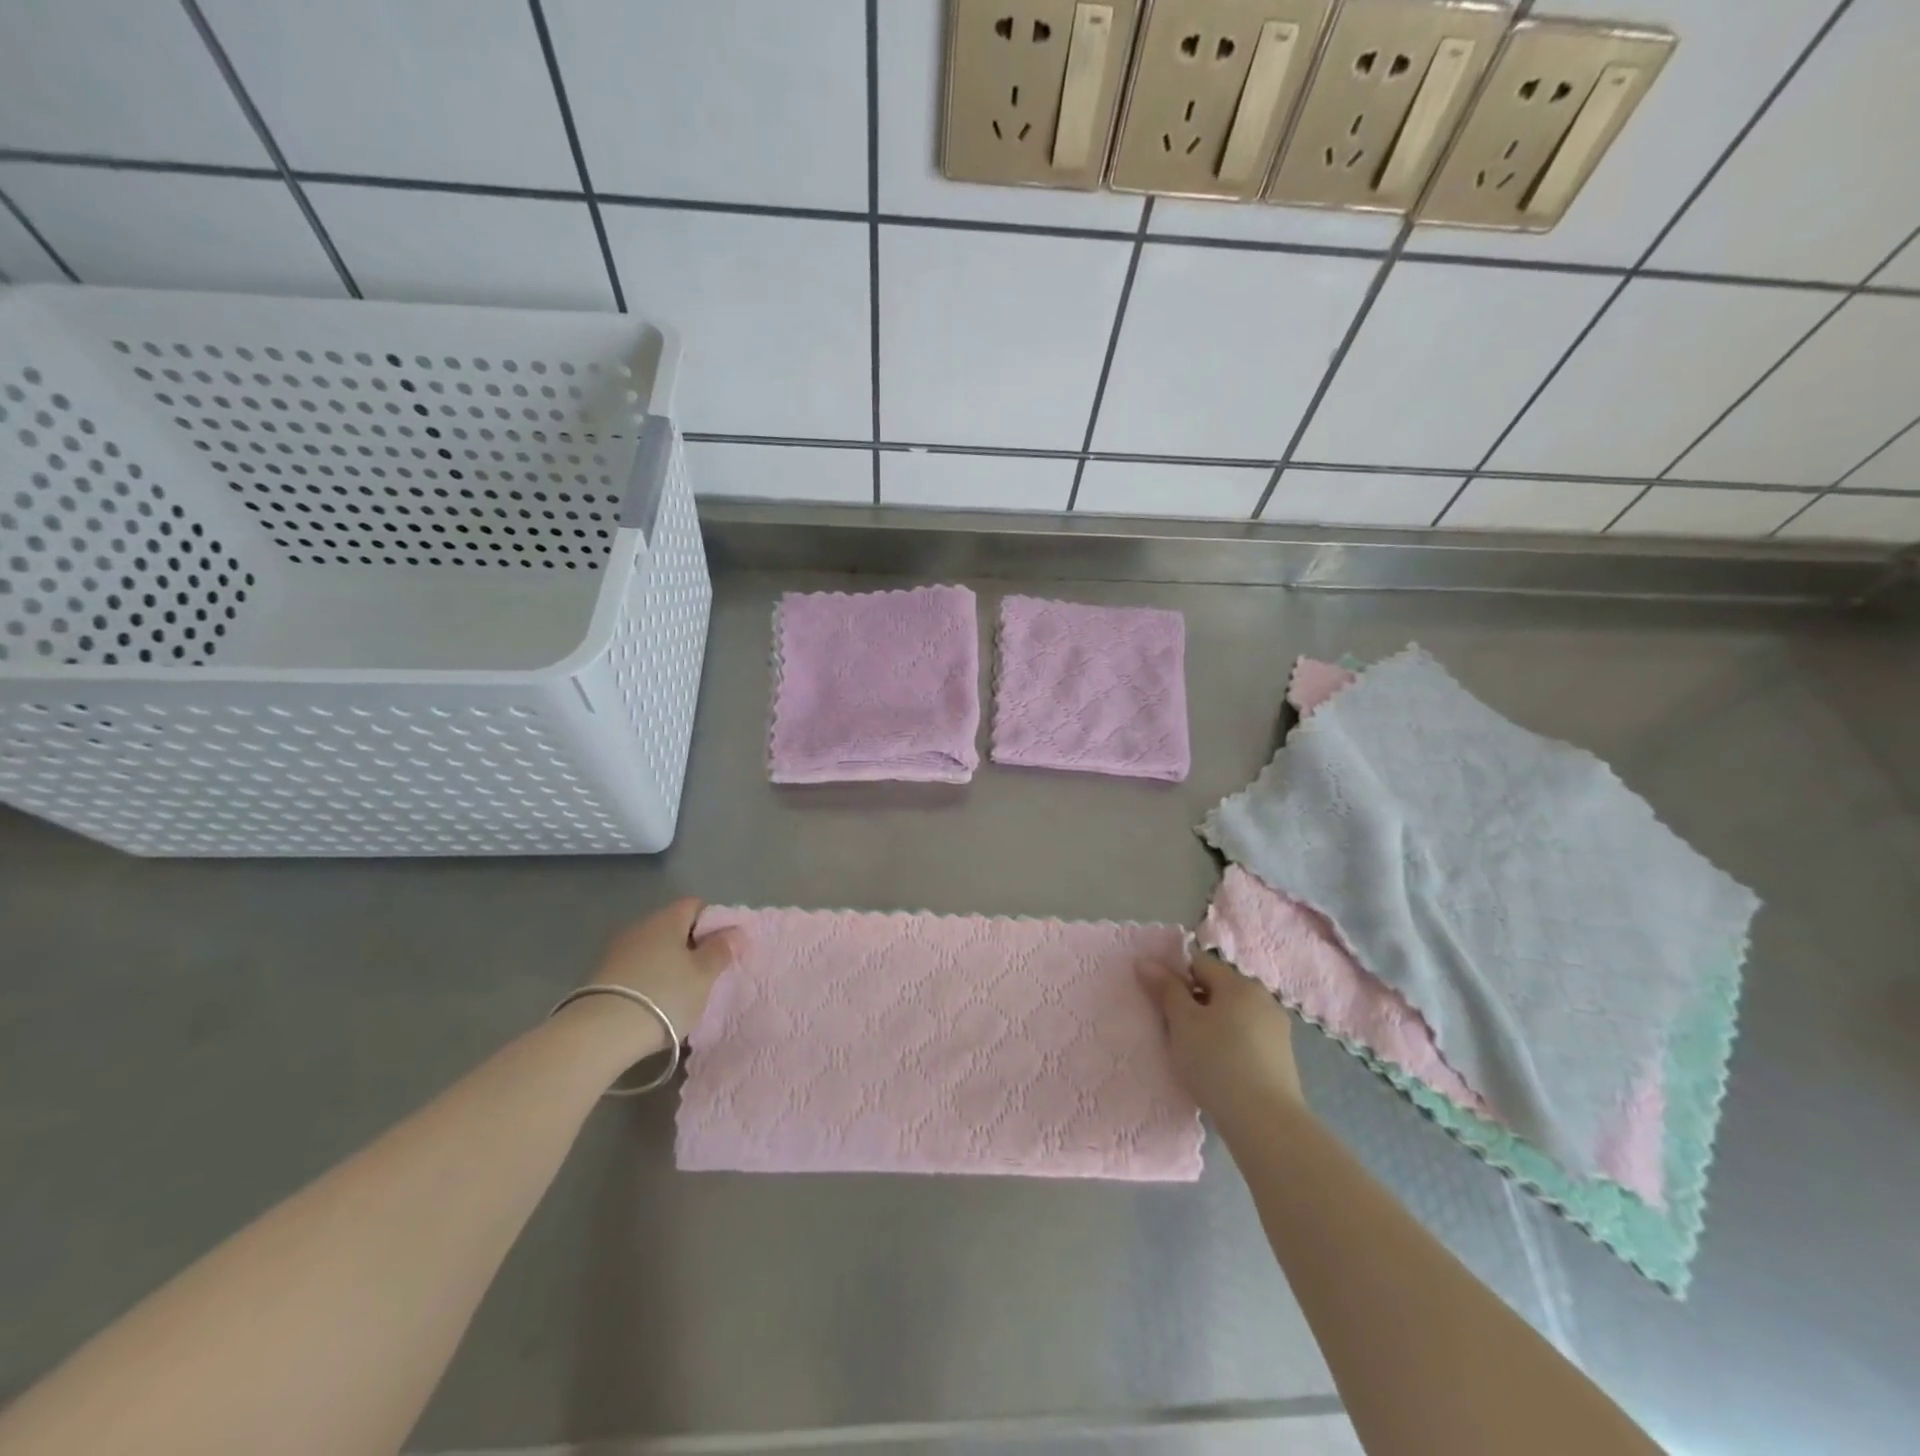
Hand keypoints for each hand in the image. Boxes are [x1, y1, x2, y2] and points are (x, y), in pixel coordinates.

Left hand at [587, 898, 742, 1048]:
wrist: (601, 1033)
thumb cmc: (665, 995)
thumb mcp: (704, 975)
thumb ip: (721, 950)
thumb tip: (735, 931)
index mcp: (668, 918)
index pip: (696, 905)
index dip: (713, 922)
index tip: (722, 948)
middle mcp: (641, 926)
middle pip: (673, 926)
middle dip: (691, 944)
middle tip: (706, 972)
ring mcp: (618, 950)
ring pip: (654, 948)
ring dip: (668, 963)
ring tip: (681, 991)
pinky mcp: (602, 975)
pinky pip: (637, 967)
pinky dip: (649, 978)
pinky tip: (655, 1001)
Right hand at [1148, 950, 1304, 1130]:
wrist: (1265, 1121)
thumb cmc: (1217, 1062)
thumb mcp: (1182, 1022)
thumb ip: (1165, 989)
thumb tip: (1145, 961)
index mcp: (1239, 983)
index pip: (1199, 963)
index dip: (1175, 975)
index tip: (1159, 1000)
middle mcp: (1263, 997)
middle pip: (1218, 988)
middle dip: (1194, 1001)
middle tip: (1173, 1028)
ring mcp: (1277, 1028)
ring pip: (1233, 1014)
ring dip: (1212, 1023)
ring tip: (1194, 1051)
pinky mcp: (1282, 1057)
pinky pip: (1247, 1036)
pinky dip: (1230, 1043)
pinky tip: (1218, 1067)